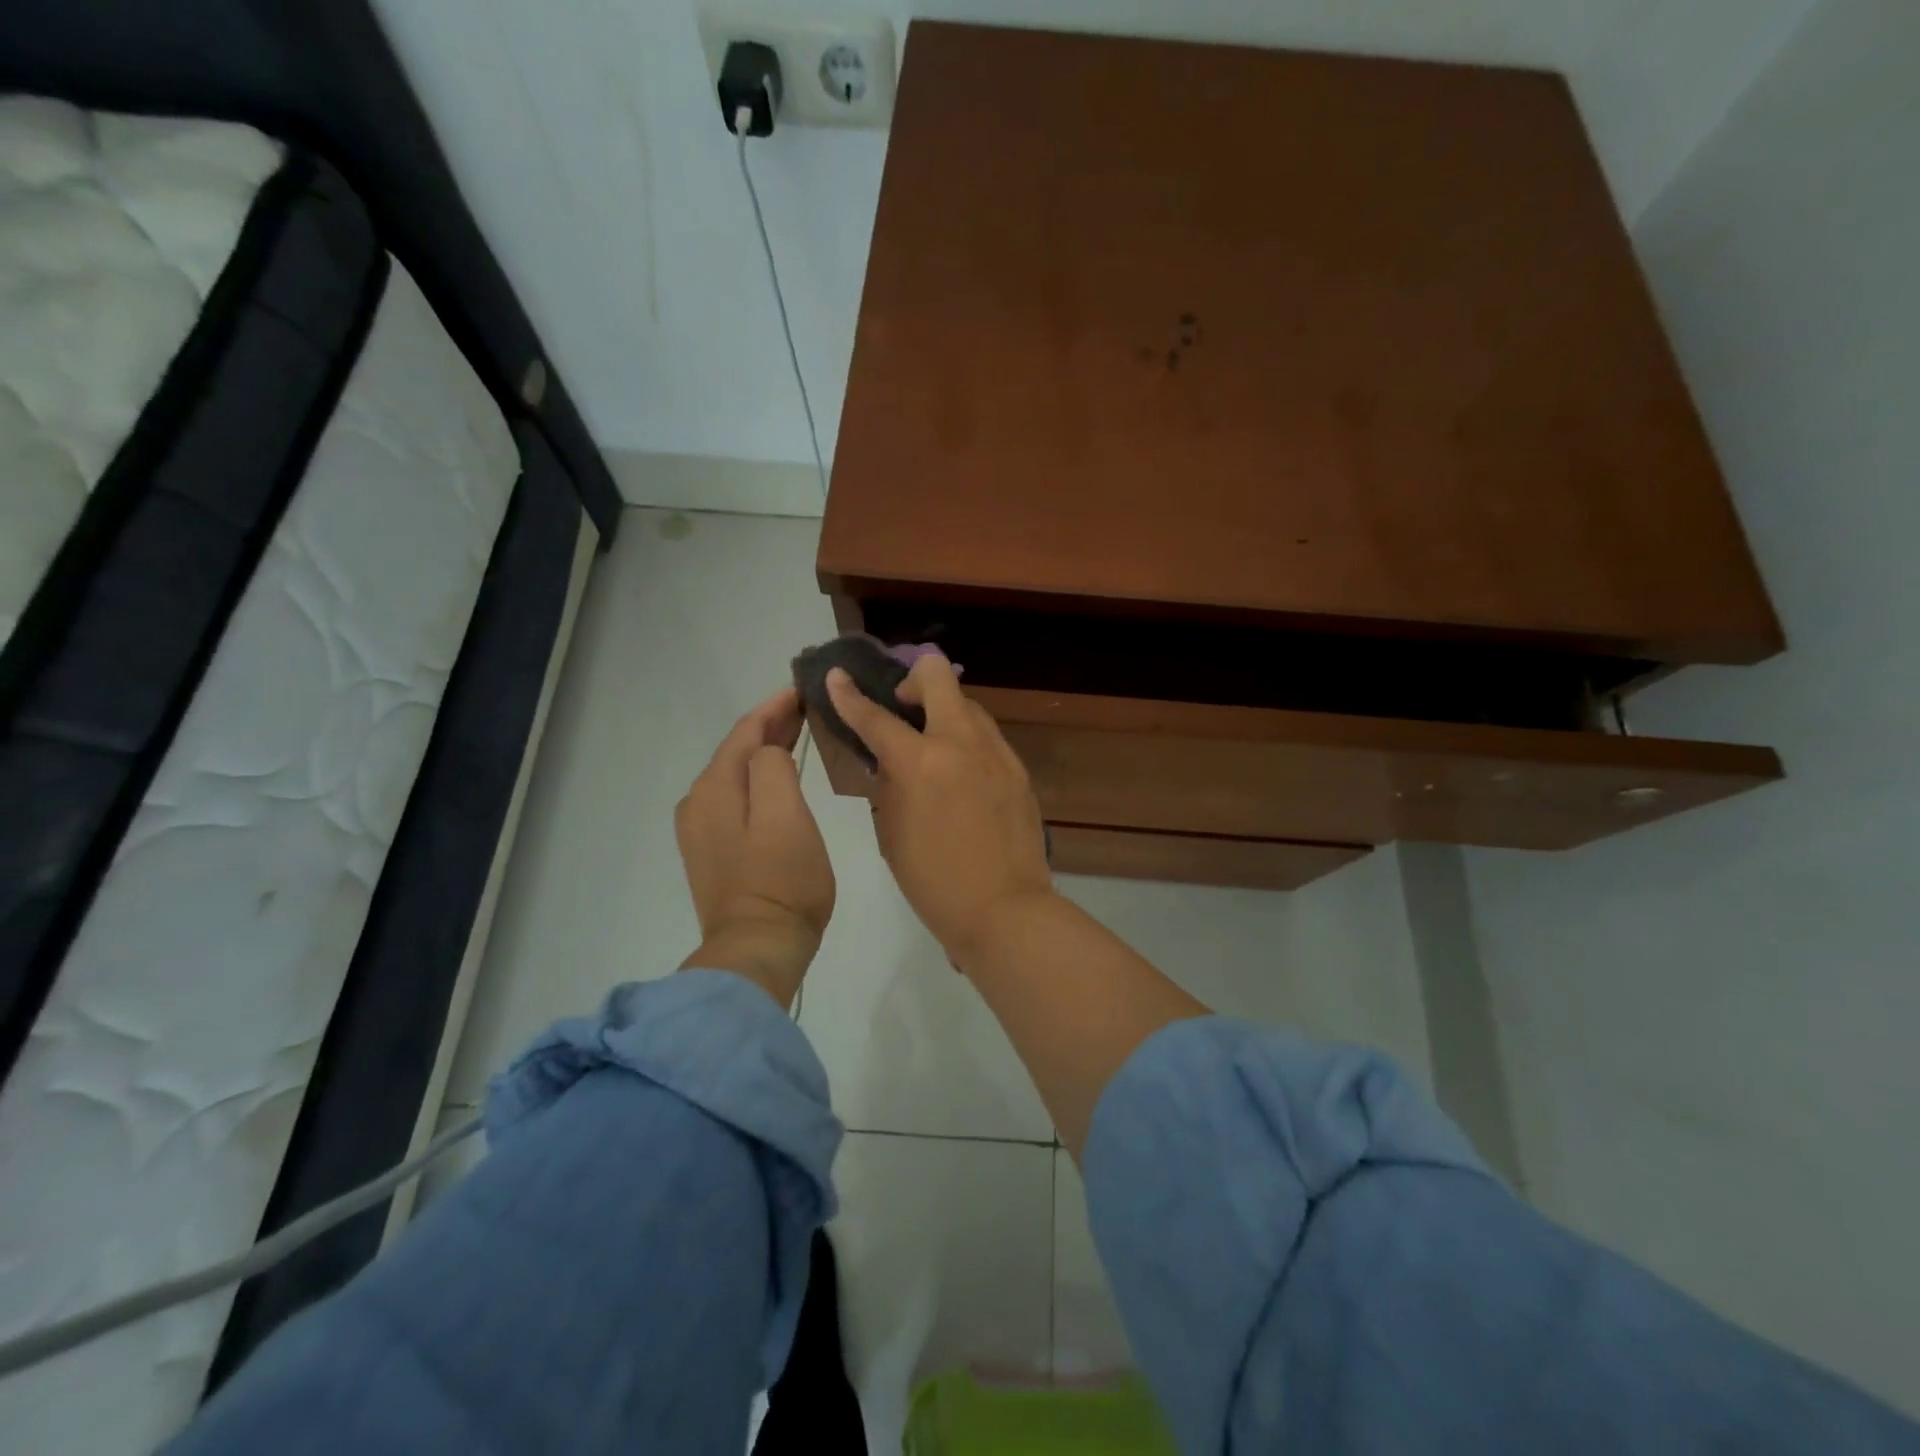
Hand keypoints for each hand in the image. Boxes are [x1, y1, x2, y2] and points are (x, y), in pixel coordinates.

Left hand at [675, 687, 834, 1006]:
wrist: (758, 948)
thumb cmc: (782, 880)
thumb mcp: (786, 815)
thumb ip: (772, 769)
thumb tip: (769, 752)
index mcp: (715, 788)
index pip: (745, 732)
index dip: (774, 708)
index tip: (802, 690)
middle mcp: (698, 802)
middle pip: (736, 751)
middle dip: (768, 726)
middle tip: (804, 709)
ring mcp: (700, 830)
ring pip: (733, 774)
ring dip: (762, 751)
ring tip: (795, 736)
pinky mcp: (711, 852)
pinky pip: (733, 798)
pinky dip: (755, 779)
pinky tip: (774, 779)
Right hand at [825, 654, 1052, 964]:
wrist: (1005, 909)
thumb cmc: (934, 882)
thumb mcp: (891, 832)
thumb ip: (888, 785)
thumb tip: (890, 760)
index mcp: (920, 762)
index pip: (875, 716)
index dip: (849, 695)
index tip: (836, 677)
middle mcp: (961, 743)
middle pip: (937, 676)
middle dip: (912, 680)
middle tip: (901, 706)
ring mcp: (996, 752)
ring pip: (967, 704)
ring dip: (943, 712)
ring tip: (933, 746)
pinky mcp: (1018, 768)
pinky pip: (987, 737)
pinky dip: (966, 741)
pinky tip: (960, 774)